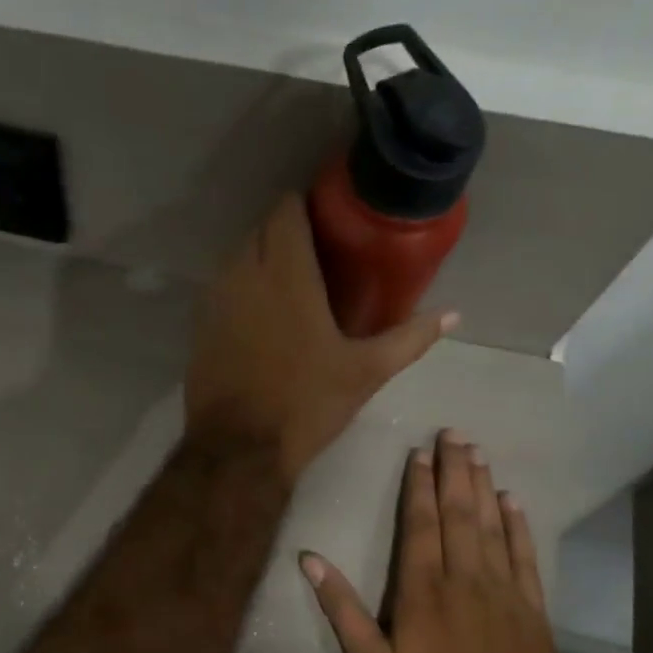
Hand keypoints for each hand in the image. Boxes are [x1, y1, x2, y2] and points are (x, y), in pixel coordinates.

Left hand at [184, 195, 456, 480]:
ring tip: (290, 278)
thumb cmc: (306, 404)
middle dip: (284, 229)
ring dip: (260, 257)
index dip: (302, 204)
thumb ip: (410, 337)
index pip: (284, 211)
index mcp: (285, 274)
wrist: (239, 448)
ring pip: (236, 258)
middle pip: (259, 229)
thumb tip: (453, 315)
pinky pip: (220, 288)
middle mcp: (243, 275)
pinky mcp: (199, 326)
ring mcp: (215, 301)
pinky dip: (240, 286)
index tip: (325, 214)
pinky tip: (261, 311)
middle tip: (316, 249)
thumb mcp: (366, 372)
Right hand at [300, 430, 563, 652]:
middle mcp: (465, 580)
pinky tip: (514, 503)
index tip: (421, 453)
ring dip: (484, 487)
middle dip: (455, 471)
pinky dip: (519, 527)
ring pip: (493, 527)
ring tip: (478, 453)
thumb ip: (342, 610)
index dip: (420, 486)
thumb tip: (309, 559)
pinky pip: (526, 558)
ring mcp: (504, 593)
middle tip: (455, 433)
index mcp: (423, 590)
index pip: (421, 525)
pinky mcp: (533, 612)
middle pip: (460, 514)